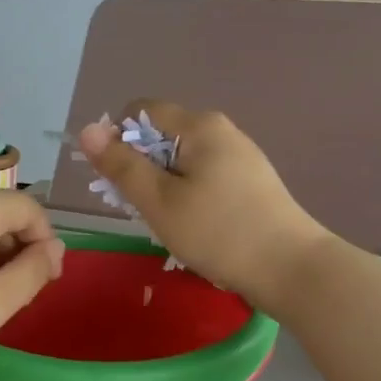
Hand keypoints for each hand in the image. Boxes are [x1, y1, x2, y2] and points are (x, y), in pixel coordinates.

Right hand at [78, 102, 329, 312]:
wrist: (292, 269)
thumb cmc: (218, 232)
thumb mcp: (159, 201)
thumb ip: (121, 165)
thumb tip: (88, 129)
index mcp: (199, 126)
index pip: (141, 111)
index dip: (118, 139)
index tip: (118, 179)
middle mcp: (222, 130)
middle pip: (162, 135)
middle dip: (141, 166)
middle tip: (142, 208)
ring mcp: (241, 156)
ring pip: (183, 160)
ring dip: (164, 185)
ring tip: (170, 223)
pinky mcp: (252, 182)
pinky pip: (205, 176)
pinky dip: (189, 194)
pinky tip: (196, 227)